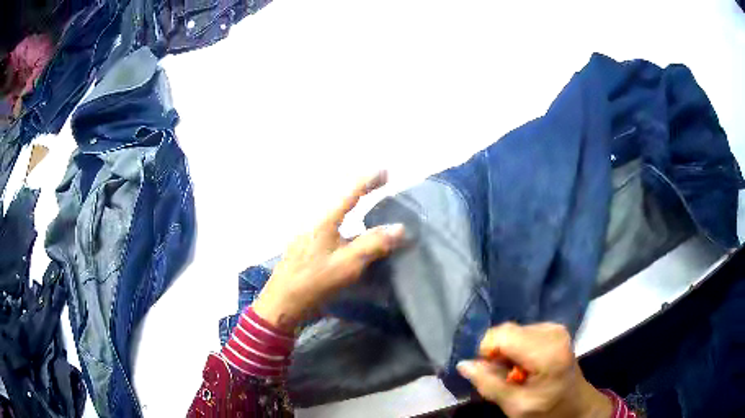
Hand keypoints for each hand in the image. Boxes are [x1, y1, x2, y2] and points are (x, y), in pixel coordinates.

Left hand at [252, 171, 404, 332]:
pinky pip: (331, 233)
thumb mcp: (348, 264)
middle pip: (342, 204)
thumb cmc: (314, 282)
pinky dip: (346, 233)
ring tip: (372, 221)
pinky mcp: (305, 249)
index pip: (351, 193)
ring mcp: (308, 236)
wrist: (282, 303)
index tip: (386, 171)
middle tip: (380, 191)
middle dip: (361, 195)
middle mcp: (315, 223)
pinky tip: (352, 244)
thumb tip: (400, 227)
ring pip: (336, 220)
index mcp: (325, 221)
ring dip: (355, 217)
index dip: (369, 180)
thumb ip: (374, 244)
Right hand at [457, 323, 611, 417]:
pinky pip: (522, 332)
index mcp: (546, 351)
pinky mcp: (554, 328)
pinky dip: (517, 348)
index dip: (488, 353)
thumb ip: (489, 384)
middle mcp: (552, 331)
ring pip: (512, 332)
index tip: (491, 374)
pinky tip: (526, 365)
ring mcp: (555, 327)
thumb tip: (463, 364)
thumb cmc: (547, 410)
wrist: (576, 405)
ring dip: (507, 352)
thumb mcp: (515, 406)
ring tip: (517, 373)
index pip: (501, 335)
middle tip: (505, 377)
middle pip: (506, 332)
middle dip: (498, 354)